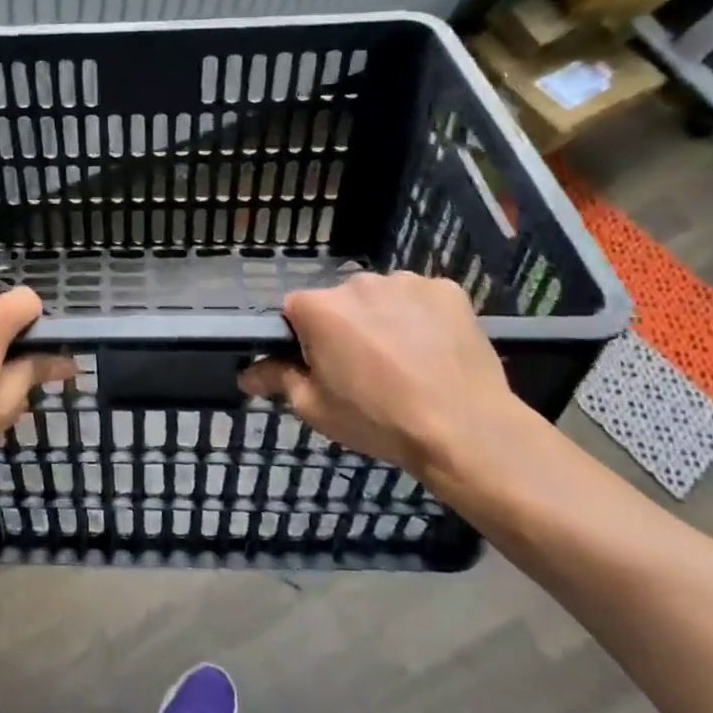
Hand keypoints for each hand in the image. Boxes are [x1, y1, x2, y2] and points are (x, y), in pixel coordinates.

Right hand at [238, 272, 536, 479]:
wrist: (466, 430)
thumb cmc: (379, 420)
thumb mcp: (316, 408)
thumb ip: (277, 379)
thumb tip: (246, 374)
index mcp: (319, 308)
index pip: (294, 311)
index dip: (303, 339)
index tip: (320, 366)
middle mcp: (358, 283)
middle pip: (340, 302)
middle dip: (345, 327)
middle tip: (365, 370)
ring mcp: (406, 282)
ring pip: (382, 298)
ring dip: (384, 320)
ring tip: (405, 362)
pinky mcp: (447, 289)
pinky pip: (421, 299)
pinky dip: (422, 318)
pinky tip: (434, 350)